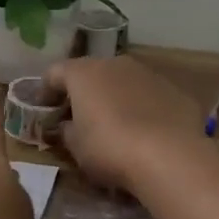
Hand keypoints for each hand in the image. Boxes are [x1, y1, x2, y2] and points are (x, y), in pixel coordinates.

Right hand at [43, 56, 205, 192]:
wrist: (168, 154)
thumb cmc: (109, 148)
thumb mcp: (76, 147)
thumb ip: (66, 131)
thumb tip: (66, 125)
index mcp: (84, 73)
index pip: (55, 72)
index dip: (46, 90)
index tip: (44, 108)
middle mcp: (115, 64)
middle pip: (91, 73)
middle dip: (83, 91)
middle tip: (78, 116)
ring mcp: (148, 74)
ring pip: (123, 81)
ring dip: (115, 97)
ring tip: (115, 124)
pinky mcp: (173, 90)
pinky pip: (149, 95)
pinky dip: (142, 107)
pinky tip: (145, 131)